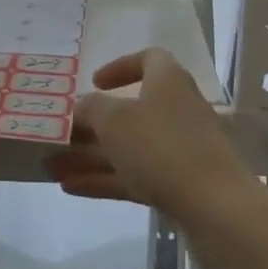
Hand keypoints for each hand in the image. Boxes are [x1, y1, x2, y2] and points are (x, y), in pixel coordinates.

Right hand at [44, 48, 250, 225]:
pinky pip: (135, 176)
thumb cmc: (162, 148)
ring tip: (51, 166)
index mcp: (168, 82)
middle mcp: (176, 111)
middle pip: (131, 110)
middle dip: (92, 123)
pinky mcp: (179, 185)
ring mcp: (179, 150)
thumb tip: (81, 106)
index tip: (94, 82)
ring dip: (90, 155)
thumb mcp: (115, 121)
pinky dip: (105, 180)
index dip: (121, 67)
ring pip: (128, 148)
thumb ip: (91, 109)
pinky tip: (71, 188)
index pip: (149, 59)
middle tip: (60, 133)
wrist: (217, 209)